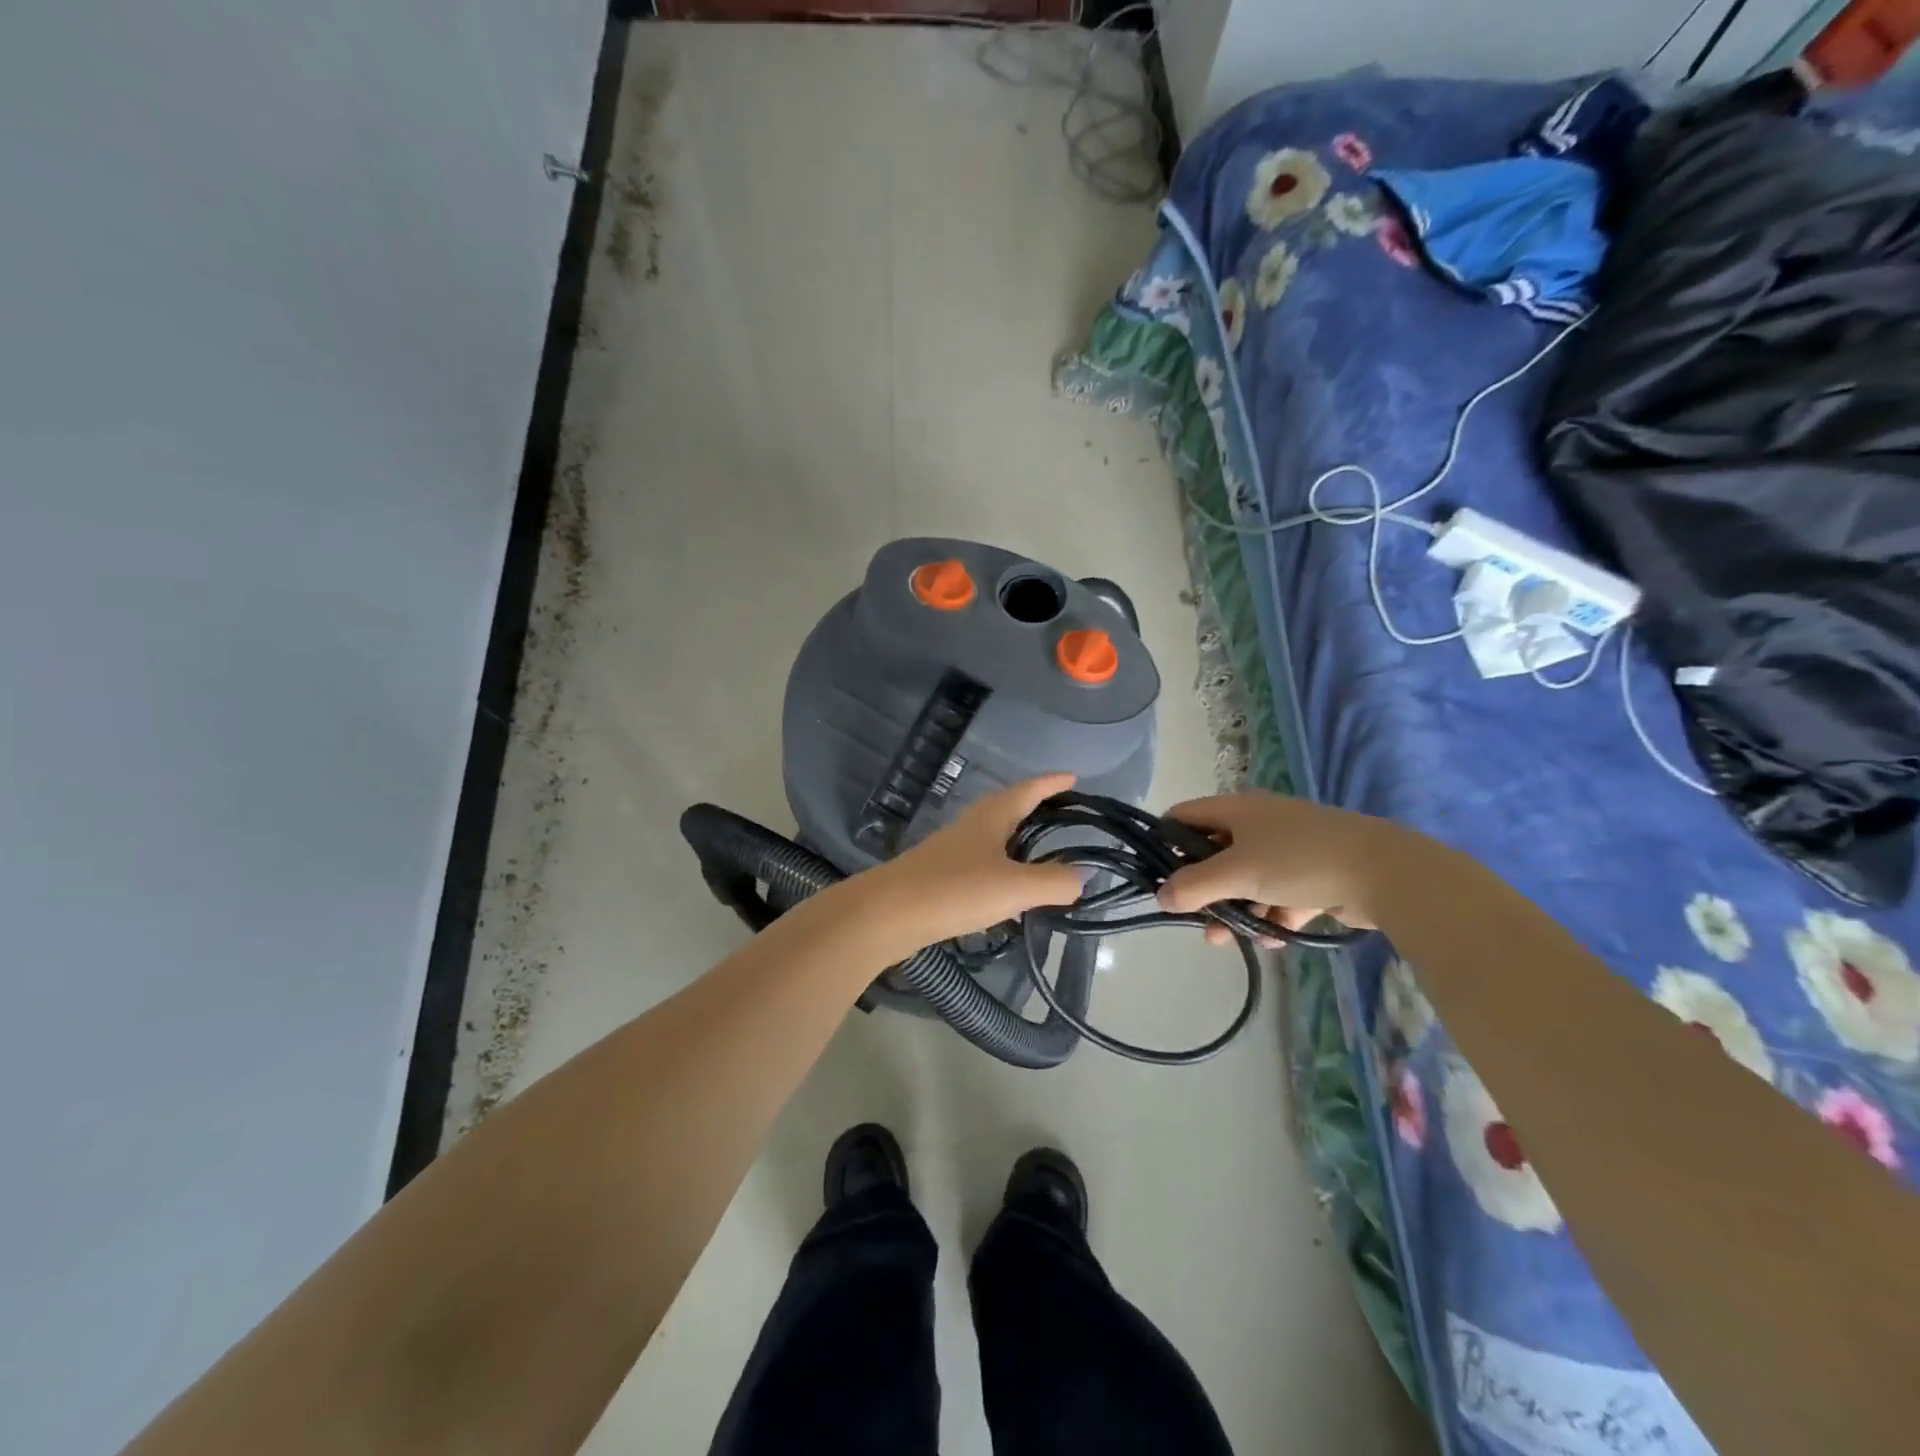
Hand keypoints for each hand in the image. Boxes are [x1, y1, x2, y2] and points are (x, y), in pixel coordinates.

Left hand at [851, 774, 1085, 957]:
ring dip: (1019, 845)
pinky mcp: (940, 877)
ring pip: (994, 841)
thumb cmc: (954, 889)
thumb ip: (1053, 882)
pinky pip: (981, 868)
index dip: (1052, 783)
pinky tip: (1008, 899)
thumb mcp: (1014, 887)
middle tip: (1065, 818)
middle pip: (1009, 809)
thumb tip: (1082, 877)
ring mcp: (952, 851)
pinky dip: (1002, 875)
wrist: (886, 914)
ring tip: (1044, 862)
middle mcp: (971, 826)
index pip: (1028, 790)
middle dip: (1036, 810)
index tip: (1074, 778)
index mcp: (991, 816)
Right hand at [1158, 792, 1412, 945]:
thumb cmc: (1298, 860)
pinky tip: (1271, 939)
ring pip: (1247, 879)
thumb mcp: (1237, 872)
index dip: (1165, 842)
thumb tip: (1161, 897)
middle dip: (1202, 888)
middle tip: (1193, 917)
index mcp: (1236, 809)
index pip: (1184, 816)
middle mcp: (1258, 823)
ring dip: (1235, 908)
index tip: (1157, 877)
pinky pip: (1279, 894)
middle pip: (1214, 853)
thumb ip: (1195, 886)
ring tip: (1228, 940)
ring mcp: (1288, 849)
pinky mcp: (1314, 874)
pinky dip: (1271, 914)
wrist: (1383, 872)